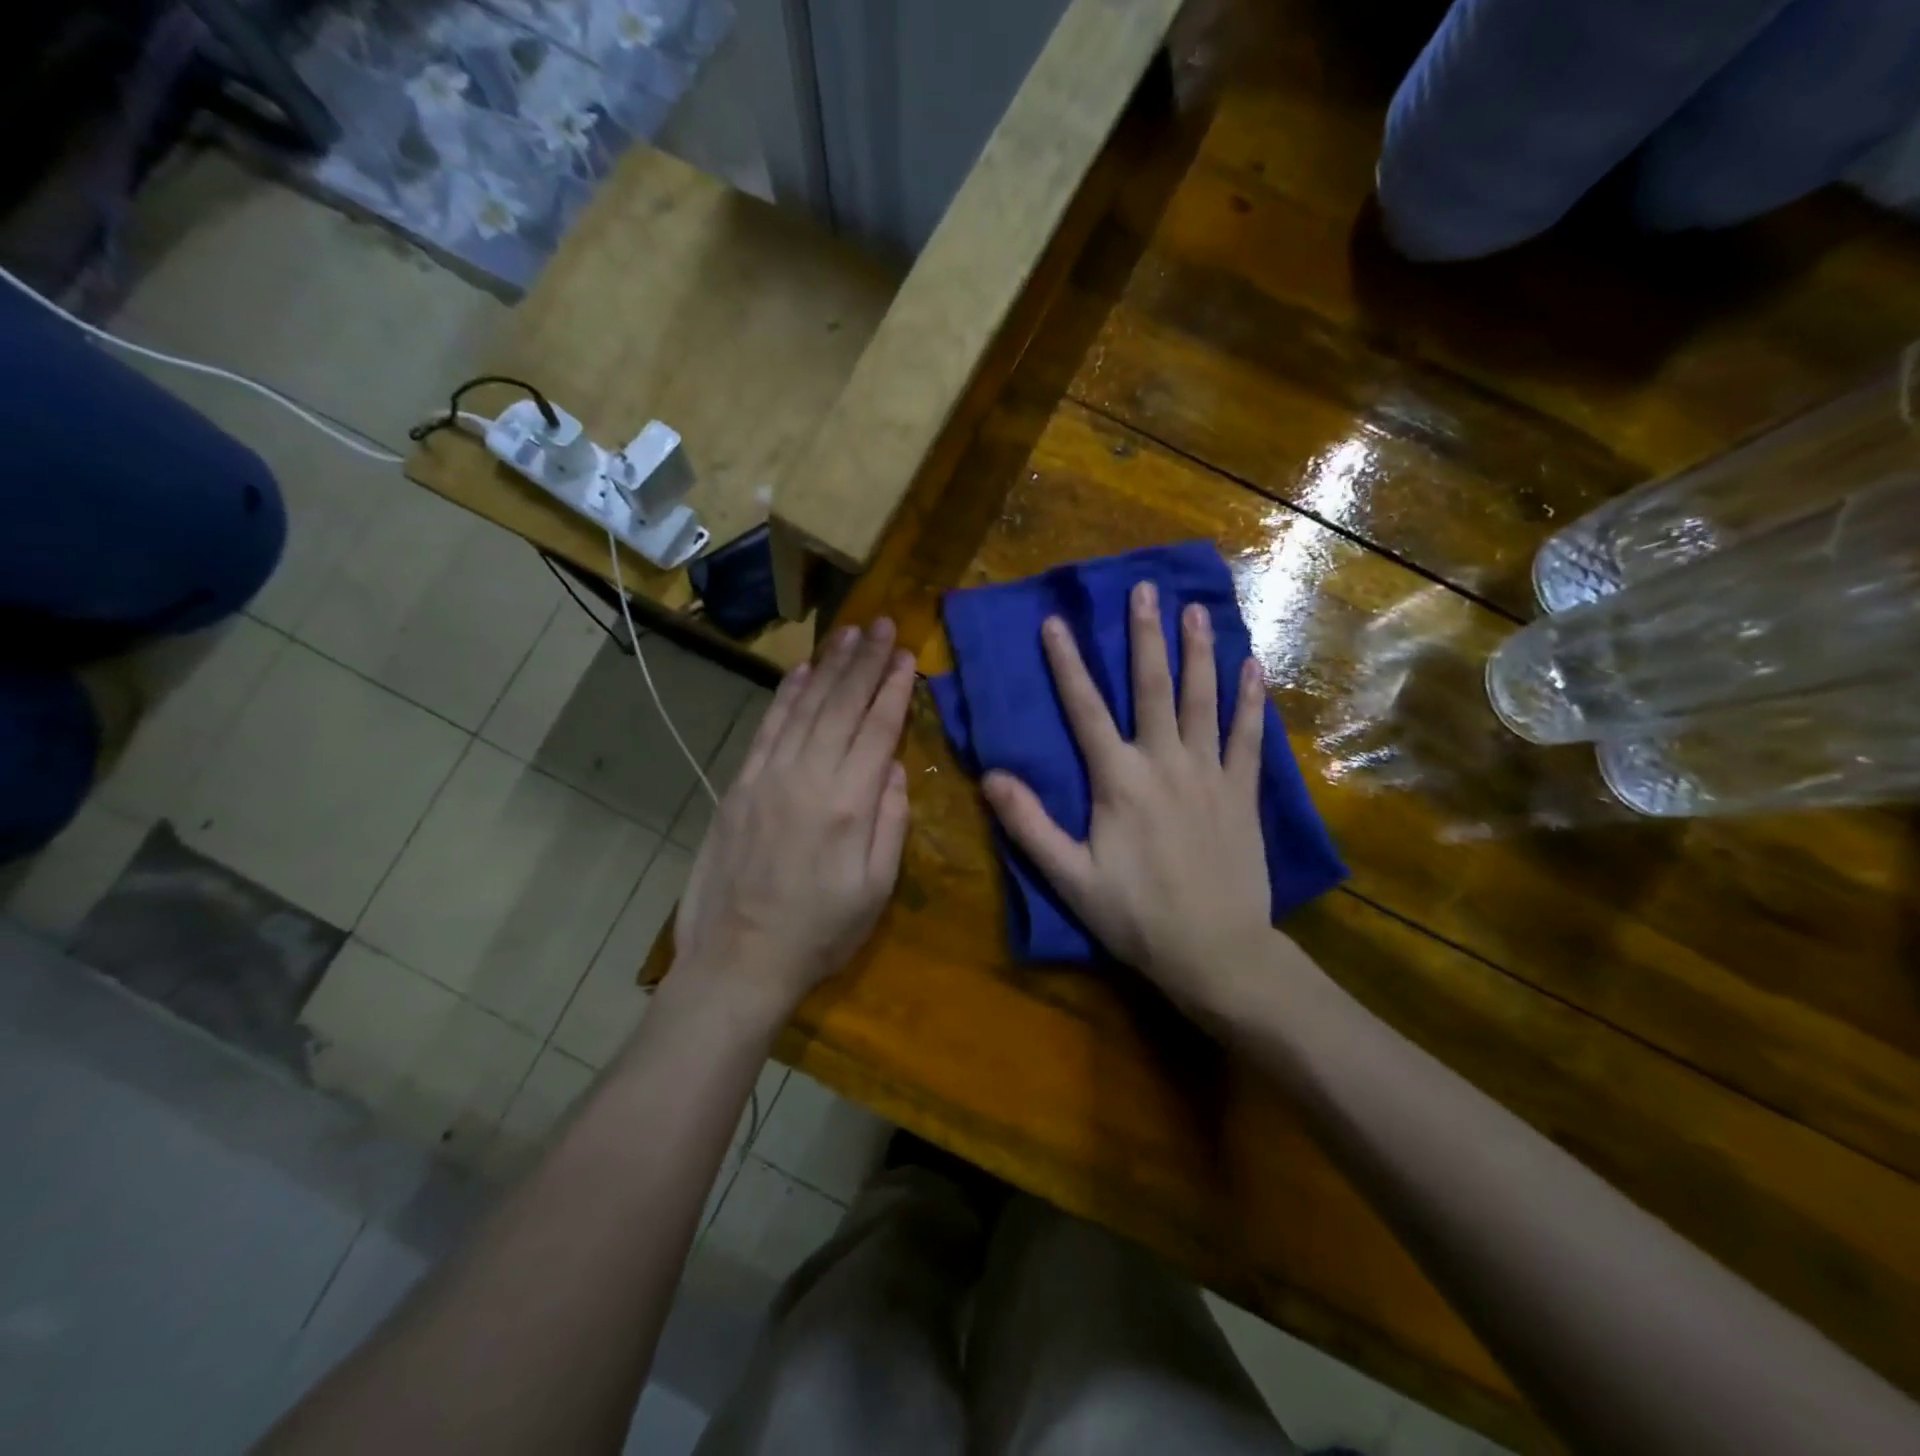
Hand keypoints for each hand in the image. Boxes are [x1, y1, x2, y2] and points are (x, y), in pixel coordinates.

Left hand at [674, 619, 915, 1019]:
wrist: (738, 961)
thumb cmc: (819, 933)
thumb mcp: (876, 890)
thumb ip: (890, 822)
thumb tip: (895, 767)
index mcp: (849, 804)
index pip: (877, 729)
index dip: (893, 688)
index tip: (906, 654)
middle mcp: (808, 778)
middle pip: (842, 706)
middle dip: (865, 662)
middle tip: (884, 625)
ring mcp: (768, 778)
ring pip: (804, 708)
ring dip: (829, 667)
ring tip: (849, 634)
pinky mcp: (739, 786)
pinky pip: (767, 729)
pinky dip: (786, 696)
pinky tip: (802, 672)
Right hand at [982, 581, 1275, 1018]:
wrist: (1216, 952)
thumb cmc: (1136, 916)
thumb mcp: (1070, 878)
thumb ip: (1029, 825)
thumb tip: (990, 776)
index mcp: (1118, 781)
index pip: (1085, 710)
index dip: (1067, 665)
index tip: (1055, 622)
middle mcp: (1164, 763)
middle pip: (1151, 688)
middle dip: (1144, 636)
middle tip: (1145, 589)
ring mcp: (1209, 774)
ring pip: (1203, 700)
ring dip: (1199, 653)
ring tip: (1198, 610)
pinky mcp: (1242, 792)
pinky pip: (1248, 736)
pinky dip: (1250, 701)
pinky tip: (1253, 668)